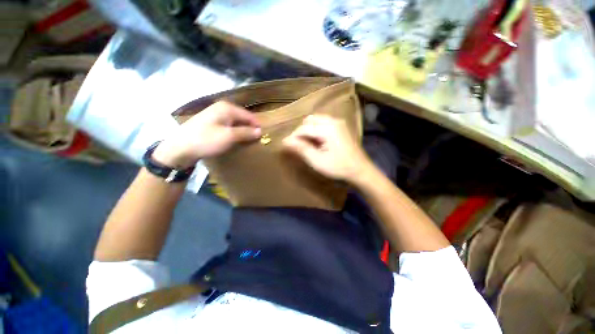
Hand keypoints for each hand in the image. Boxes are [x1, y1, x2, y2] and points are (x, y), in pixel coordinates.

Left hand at [153, 101, 260, 167]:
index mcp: (227, 108)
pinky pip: (228, 126)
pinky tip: (235, 139)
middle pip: (242, 118)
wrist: (180, 148)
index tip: (263, 137)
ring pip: (235, 122)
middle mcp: (222, 108)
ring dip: (242, 131)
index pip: (249, 116)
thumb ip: (246, 132)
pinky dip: (234, 132)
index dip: (257, 126)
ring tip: (247, 141)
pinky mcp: (211, 123)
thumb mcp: (229, 136)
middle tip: (256, 140)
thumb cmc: (207, 140)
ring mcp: (215, 115)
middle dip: (250, 128)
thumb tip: (260, 131)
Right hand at [283, 115, 373, 182]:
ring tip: (305, 142)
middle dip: (301, 131)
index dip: (293, 136)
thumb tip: (286, 141)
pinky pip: (324, 122)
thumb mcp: (317, 161)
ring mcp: (338, 122)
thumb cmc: (338, 167)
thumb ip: (302, 149)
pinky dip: (316, 129)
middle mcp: (333, 121)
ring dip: (308, 129)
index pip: (304, 128)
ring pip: (316, 120)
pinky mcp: (341, 126)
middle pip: (310, 120)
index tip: (286, 145)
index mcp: (327, 129)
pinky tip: (316, 140)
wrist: (360, 170)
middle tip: (297, 144)